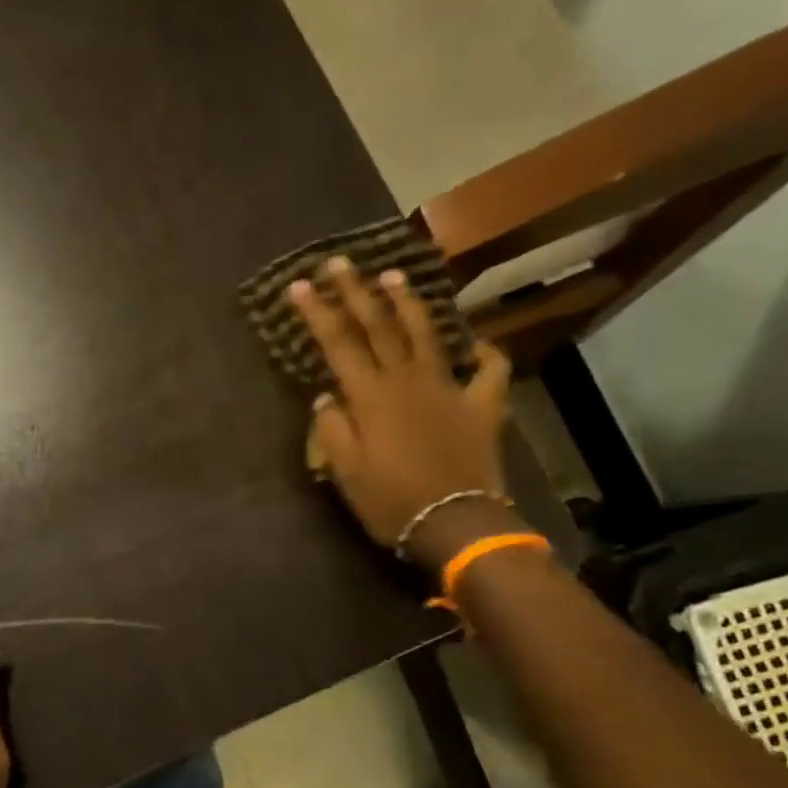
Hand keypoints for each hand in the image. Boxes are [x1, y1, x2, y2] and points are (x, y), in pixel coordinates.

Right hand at [290, 257, 516, 568]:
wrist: (456, 524)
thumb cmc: (391, 502)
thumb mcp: (345, 472)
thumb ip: (332, 429)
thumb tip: (326, 397)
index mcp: (371, 397)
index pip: (338, 344)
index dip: (316, 313)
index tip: (298, 285)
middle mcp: (408, 381)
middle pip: (379, 327)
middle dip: (356, 292)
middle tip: (339, 263)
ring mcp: (449, 389)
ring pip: (427, 335)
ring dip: (408, 303)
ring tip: (394, 276)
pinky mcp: (482, 405)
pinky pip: (489, 371)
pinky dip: (485, 353)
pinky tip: (477, 344)